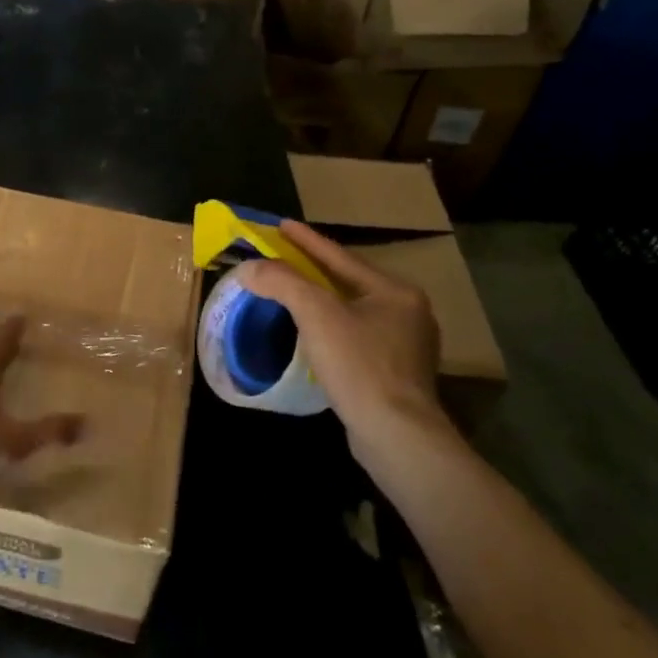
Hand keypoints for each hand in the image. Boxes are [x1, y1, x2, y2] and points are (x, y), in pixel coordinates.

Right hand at [237, 221, 444, 454]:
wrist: (396, 433)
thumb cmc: (359, 365)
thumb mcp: (316, 315)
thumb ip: (282, 283)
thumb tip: (249, 268)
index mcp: (394, 291)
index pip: (341, 258)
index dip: (307, 241)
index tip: (281, 225)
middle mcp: (407, 312)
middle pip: (350, 283)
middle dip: (316, 270)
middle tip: (283, 258)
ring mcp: (407, 346)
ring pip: (354, 312)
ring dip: (323, 301)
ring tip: (294, 294)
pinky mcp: (397, 374)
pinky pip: (357, 338)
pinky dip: (333, 329)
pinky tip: (316, 336)